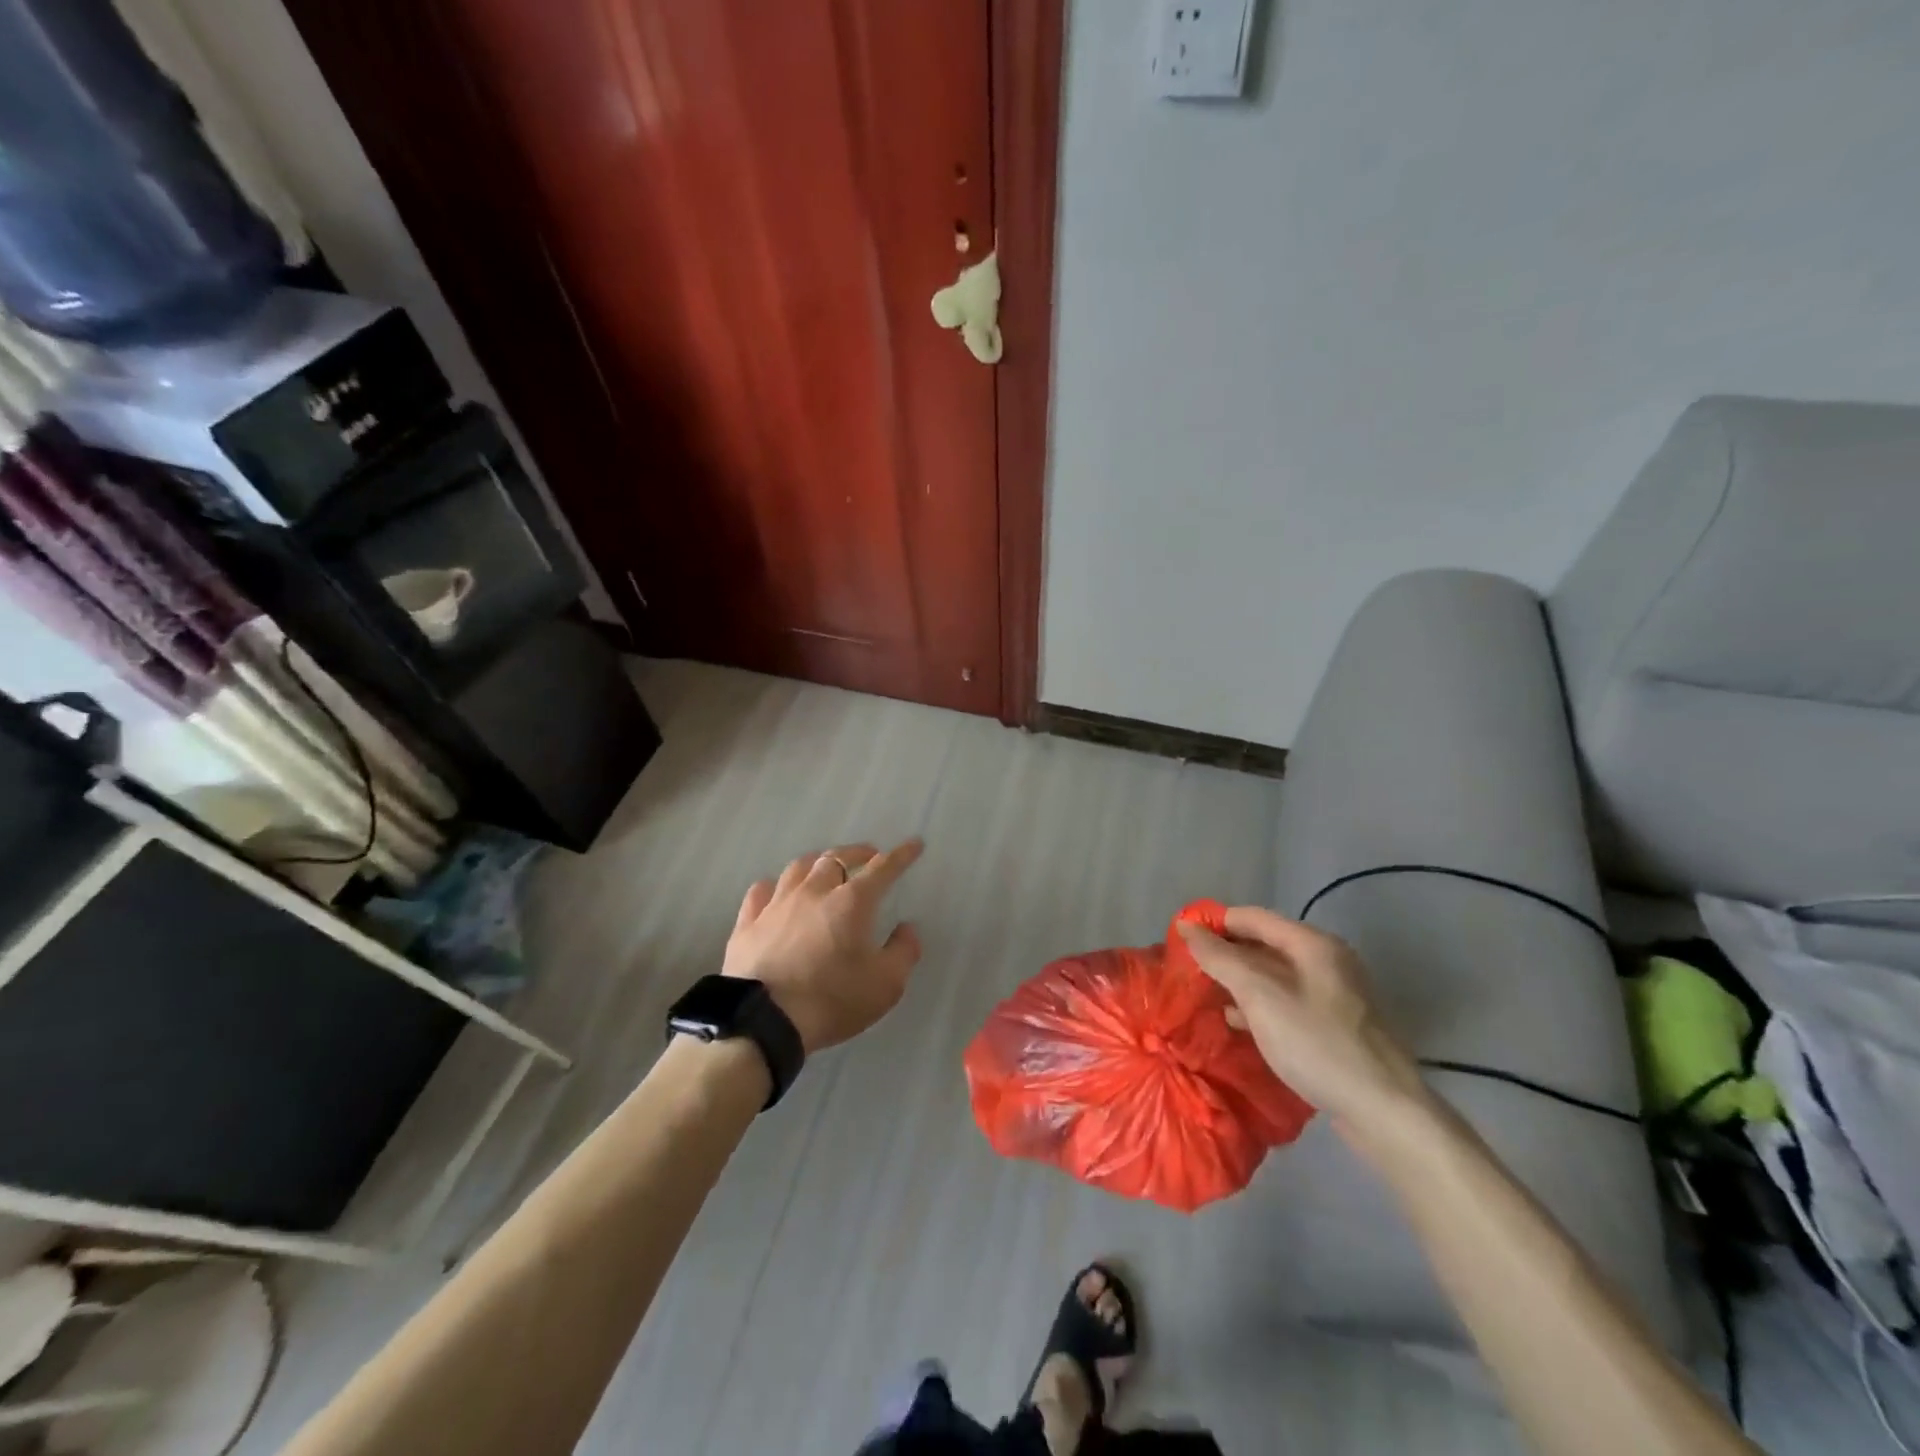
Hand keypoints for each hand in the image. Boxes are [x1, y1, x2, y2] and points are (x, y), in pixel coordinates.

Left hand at [723, 840, 924, 1053]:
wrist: (763, 1021)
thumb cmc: (831, 1000)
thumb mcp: (885, 985)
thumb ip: (903, 952)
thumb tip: (907, 928)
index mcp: (852, 902)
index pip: (882, 868)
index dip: (901, 855)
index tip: (913, 844)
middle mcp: (814, 892)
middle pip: (836, 858)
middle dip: (857, 853)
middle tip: (868, 856)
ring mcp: (776, 905)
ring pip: (798, 868)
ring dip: (816, 863)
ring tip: (824, 868)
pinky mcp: (747, 923)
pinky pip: (760, 891)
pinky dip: (774, 887)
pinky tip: (776, 892)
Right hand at [1177, 907, 1428, 1131]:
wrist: (1385, 1112)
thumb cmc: (1317, 1044)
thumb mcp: (1260, 996)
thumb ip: (1220, 958)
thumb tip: (1187, 927)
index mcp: (1313, 944)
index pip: (1252, 917)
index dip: (1215, 923)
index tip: (1180, 940)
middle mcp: (1328, 961)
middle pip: (1265, 944)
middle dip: (1226, 954)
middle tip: (1189, 970)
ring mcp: (1336, 995)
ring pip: (1275, 975)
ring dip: (1240, 981)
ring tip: (1206, 995)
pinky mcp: (1337, 1026)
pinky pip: (1288, 1002)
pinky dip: (1260, 1005)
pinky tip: (1240, 1023)